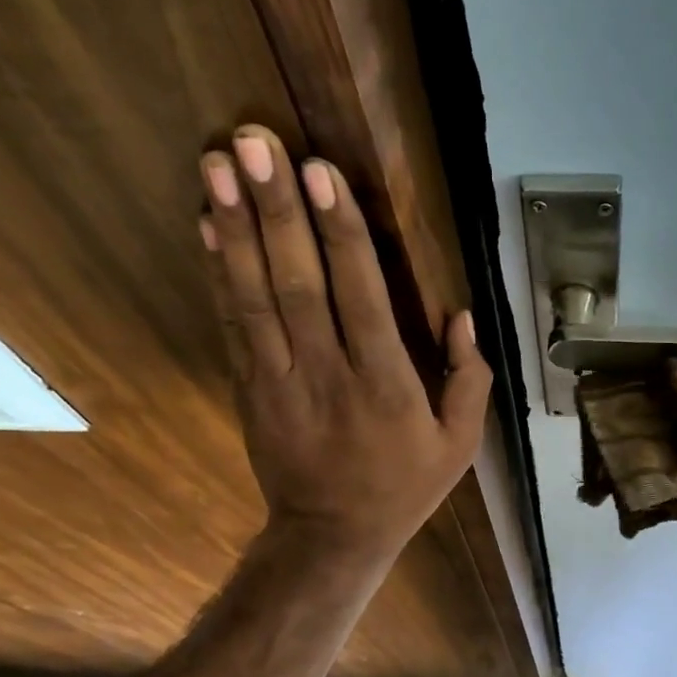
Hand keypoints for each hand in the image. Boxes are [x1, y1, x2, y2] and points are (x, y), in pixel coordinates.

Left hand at [199, 126, 490, 563]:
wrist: (332, 536)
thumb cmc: (403, 487)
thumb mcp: (458, 446)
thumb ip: (467, 382)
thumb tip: (461, 319)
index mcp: (387, 386)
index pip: (361, 297)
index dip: (339, 233)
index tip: (319, 172)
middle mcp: (329, 374)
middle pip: (299, 284)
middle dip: (277, 209)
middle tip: (253, 140)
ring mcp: (281, 381)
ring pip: (255, 296)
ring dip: (237, 227)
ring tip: (218, 162)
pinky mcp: (251, 388)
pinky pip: (234, 323)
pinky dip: (219, 272)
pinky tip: (209, 224)